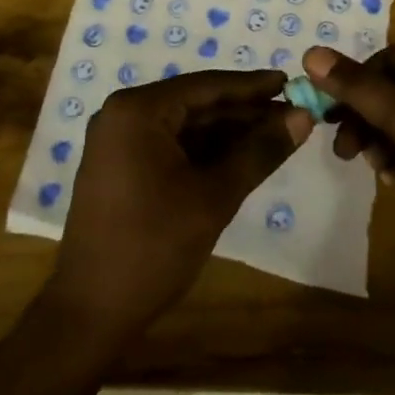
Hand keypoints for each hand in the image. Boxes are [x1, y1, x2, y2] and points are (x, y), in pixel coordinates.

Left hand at [48, 70, 311, 338]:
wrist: (91, 312)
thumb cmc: (153, 247)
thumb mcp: (214, 196)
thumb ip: (260, 151)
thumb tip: (303, 115)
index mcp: (138, 111)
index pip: (206, 86)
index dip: (252, 86)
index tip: (291, 82)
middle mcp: (124, 115)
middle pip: (196, 104)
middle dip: (244, 112)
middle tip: (293, 115)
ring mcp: (120, 142)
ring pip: (186, 126)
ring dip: (229, 133)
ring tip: (277, 136)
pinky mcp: (122, 167)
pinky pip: (172, 146)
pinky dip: (206, 151)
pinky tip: (242, 157)